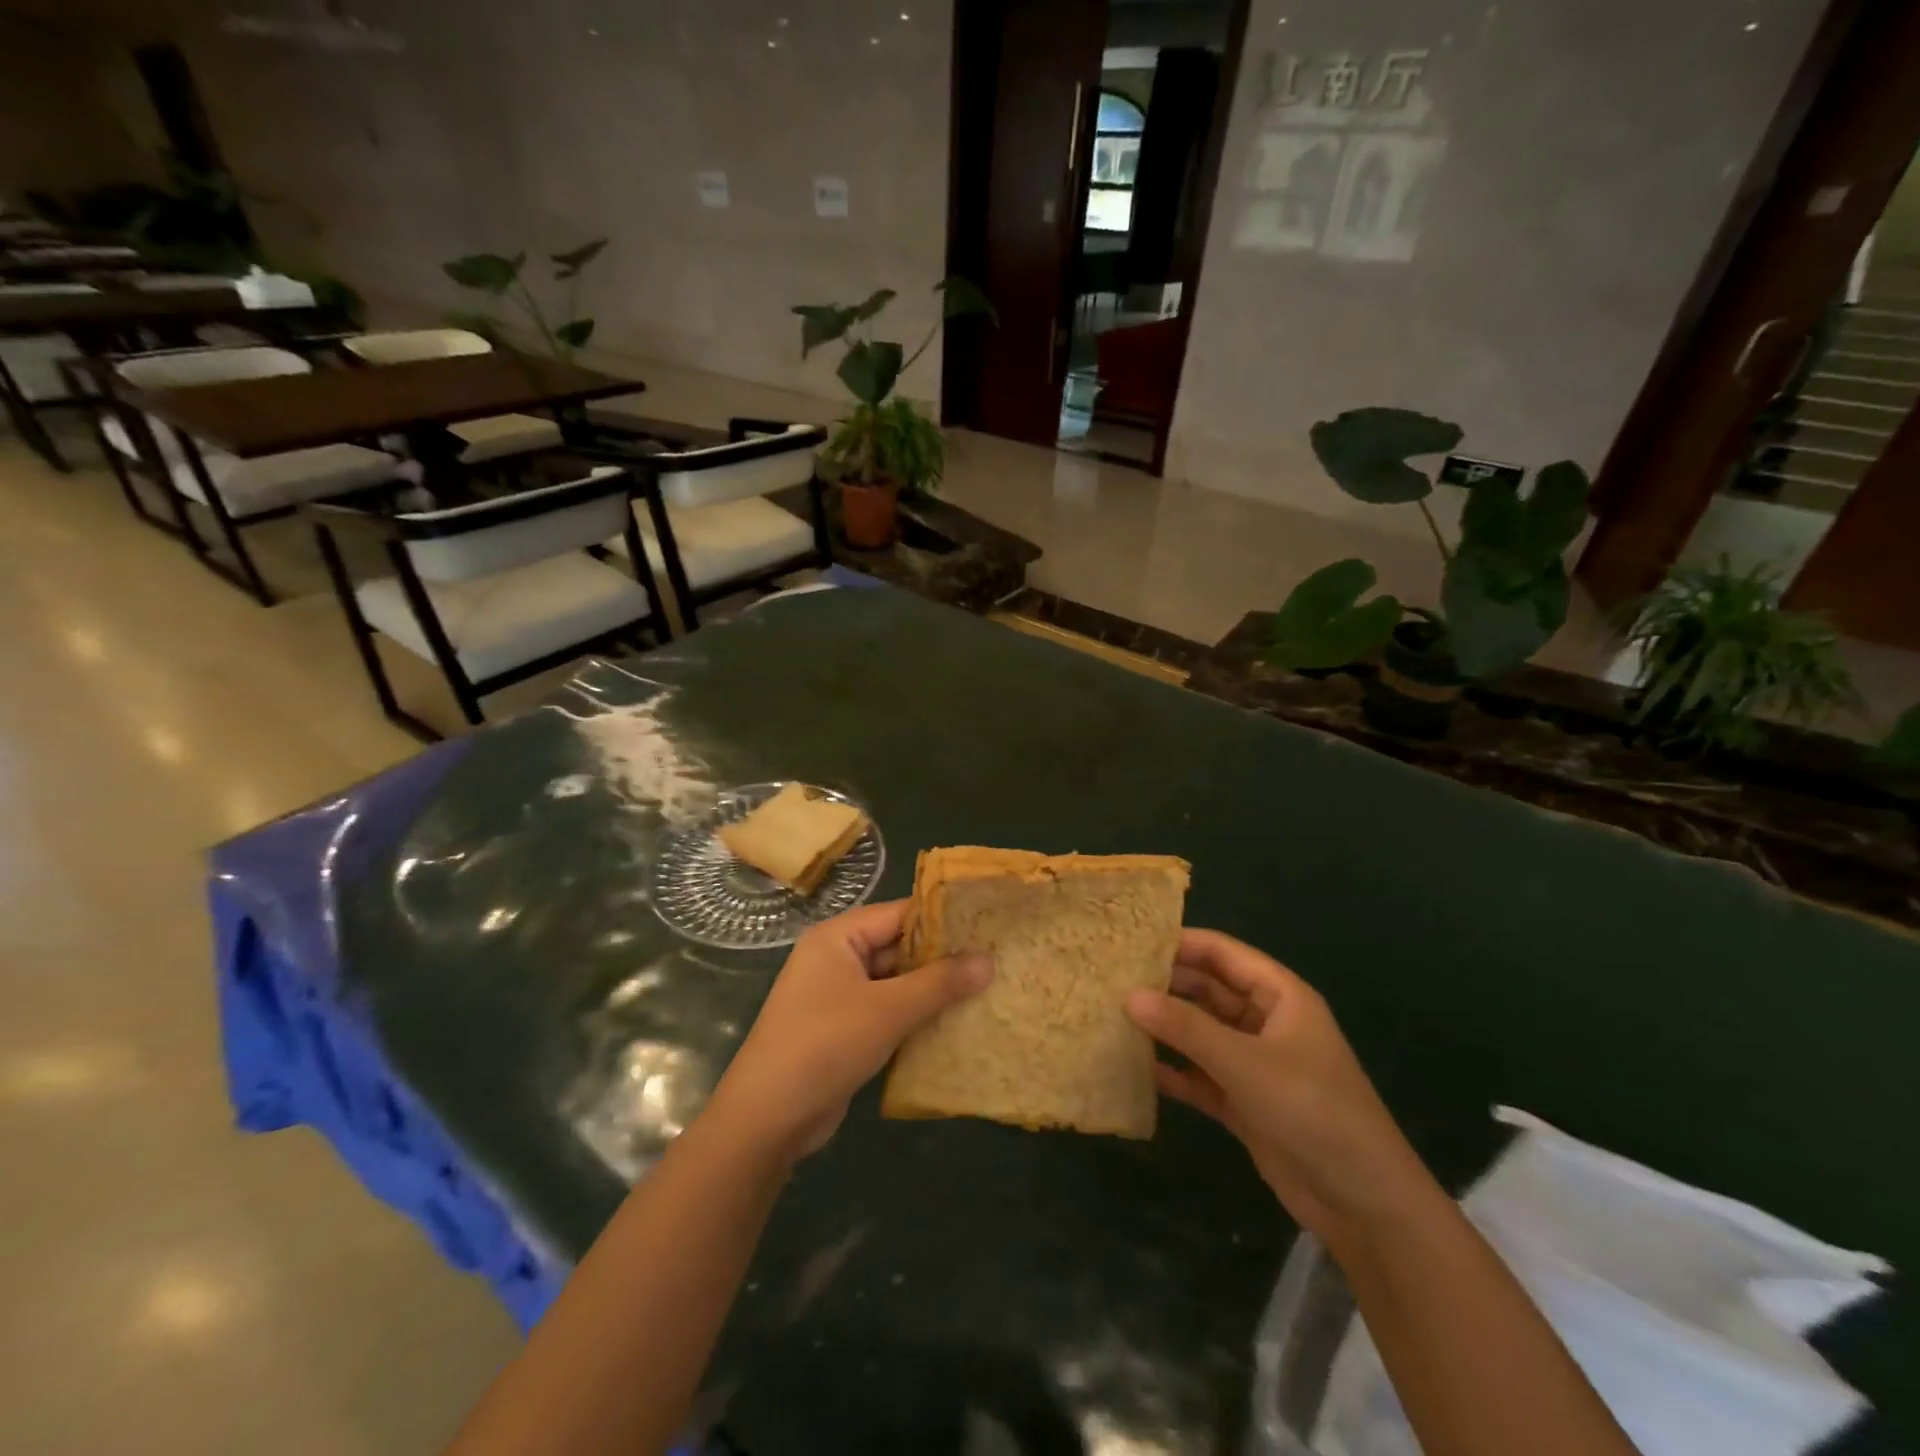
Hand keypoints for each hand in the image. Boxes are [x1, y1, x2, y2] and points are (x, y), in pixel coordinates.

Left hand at [703, 900, 991, 1164]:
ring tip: (987, 990)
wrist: (767, 1119)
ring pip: (896, 983)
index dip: (944, 919)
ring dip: (933, 991)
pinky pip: (888, 1012)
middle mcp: (837, 958)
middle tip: (997, 960)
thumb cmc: (824, 1046)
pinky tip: (955, 1025)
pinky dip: (916, 1017)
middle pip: (899, 947)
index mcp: (838, 937)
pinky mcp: (844, 1030)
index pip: (900, 914)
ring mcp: (838, 996)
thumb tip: (989, 960)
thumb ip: (939, 983)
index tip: (989, 925)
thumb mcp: (887, 1010)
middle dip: (943, 958)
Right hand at [1126, 930, 1436, 1251]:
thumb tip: (1129, 996)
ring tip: (1112, 1016)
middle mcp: (1265, 1022)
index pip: (1222, 953)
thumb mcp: (1246, 1063)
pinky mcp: (1243, 1102)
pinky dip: (1173, 1071)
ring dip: (1164, 1027)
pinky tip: (1134, 1068)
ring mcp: (1254, 1063)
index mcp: (1279, 995)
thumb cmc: (1312, 1110)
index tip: (1129, 942)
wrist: (1364, 1204)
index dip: (1179, 943)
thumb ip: (1186, 1028)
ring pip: (1200, 1032)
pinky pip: (1200, 1074)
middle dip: (1165, 985)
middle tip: (1111, 980)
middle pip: (1207, 990)